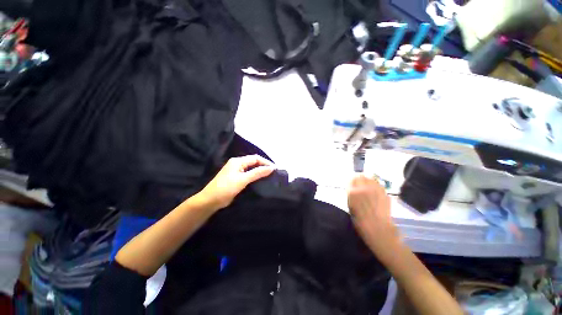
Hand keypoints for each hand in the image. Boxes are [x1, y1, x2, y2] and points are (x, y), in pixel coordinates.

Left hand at [197, 155, 274, 210]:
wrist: (210, 200)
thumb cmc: (226, 188)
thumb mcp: (243, 179)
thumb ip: (257, 173)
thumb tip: (271, 168)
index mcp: (238, 161)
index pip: (255, 158)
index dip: (266, 162)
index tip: (275, 169)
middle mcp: (237, 163)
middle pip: (253, 162)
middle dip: (264, 166)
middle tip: (273, 173)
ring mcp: (236, 171)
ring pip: (251, 168)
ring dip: (260, 171)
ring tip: (269, 176)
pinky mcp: (236, 177)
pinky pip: (248, 174)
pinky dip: (255, 176)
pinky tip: (260, 180)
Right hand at [348, 175, 399, 253]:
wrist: (378, 229)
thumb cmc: (360, 221)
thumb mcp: (350, 206)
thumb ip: (351, 194)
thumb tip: (352, 187)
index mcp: (353, 192)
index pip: (351, 179)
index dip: (351, 180)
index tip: (352, 182)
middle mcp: (364, 188)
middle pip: (361, 176)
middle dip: (359, 178)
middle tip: (359, 181)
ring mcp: (375, 190)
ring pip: (371, 178)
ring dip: (368, 180)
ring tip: (368, 184)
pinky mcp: (384, 193)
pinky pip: (379, 184)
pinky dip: (376, 185)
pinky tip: (375, 190)